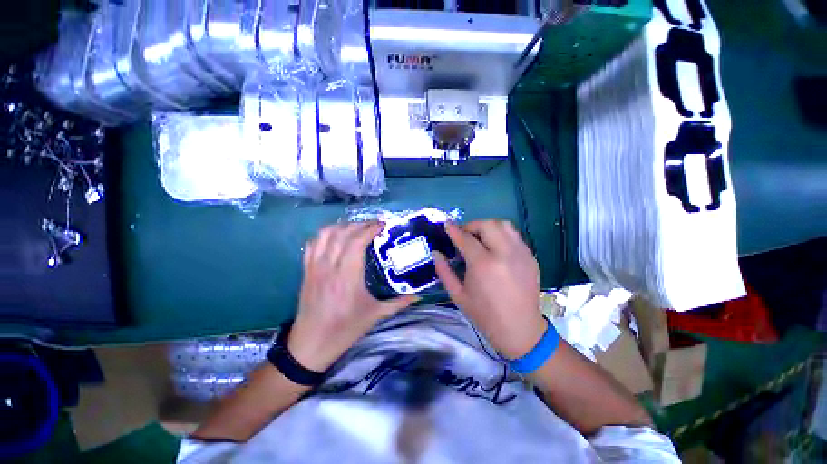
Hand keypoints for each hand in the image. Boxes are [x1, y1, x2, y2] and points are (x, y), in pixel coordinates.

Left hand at [288, 221, 417, 372]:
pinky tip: (336, 236)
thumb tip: (419, 296)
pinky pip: (312, 244)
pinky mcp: (306, 270)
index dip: (370, 229)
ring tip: (357, 228)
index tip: (383, 225)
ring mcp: (315, 267)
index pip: (357, 242)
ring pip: (326, 235)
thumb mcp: (375, 315)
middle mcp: (330, 266)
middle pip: (343, 234)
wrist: (311, 344)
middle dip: (360, 224)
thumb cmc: (345, 329)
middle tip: (374, 225)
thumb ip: (398, 303)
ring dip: (343, 226)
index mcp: (348, 276)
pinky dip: (325, 235)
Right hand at [434, 220, 545, 359]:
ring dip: (488, 227)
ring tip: (480, 238)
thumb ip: (444, 271)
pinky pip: (514, 235)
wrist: (520, 329)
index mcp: (483, 265)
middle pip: (487, 225)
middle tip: (464, 235)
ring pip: (504, 225)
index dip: (454, 229)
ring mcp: (521, 254)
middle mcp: (504, 254)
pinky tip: (495, 248)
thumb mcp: (457, 295)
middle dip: (472, 225)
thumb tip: (435, 252)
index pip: (465, 238)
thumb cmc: (484, 314)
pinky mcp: (531, 257)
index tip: (447, 224)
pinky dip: (501, 235)